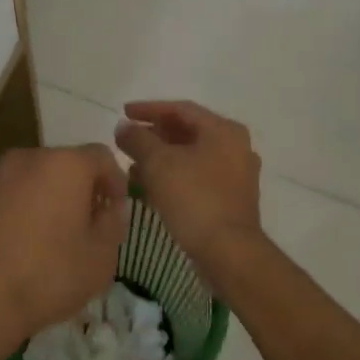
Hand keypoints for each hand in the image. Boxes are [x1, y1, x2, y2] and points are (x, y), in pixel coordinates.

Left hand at [0, 144, 128, 355]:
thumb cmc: (48, 274)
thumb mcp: (100, 257)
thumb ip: (113, 225)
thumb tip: (111, 209)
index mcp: (64, 165)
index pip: (102, 157)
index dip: (116, 183)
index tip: (117, 213)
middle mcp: (27, 159)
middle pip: (65, 166)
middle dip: (81, 192)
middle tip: (90, 228)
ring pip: (34, 182)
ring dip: (50, 203)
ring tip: (56, 242)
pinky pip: (9, 201)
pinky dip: (22, 215)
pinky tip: (24, 250)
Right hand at [113, 100, 262, 277]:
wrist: (228, 251)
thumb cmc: (194, 199)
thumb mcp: (158, 163)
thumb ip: (137, 139)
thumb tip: (123, 127)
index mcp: (223, 131)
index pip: (181, 109)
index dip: (149, 109)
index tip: (123, 113)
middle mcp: (235, 147)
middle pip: (188, 132)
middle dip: (154, 136)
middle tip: (127, 140)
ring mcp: (236, 175)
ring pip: (191, 157)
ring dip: (161, 159)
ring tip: (132, 166)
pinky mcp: (230, 199)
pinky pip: (196, 178)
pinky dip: (173, 177)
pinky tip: (150, 189)